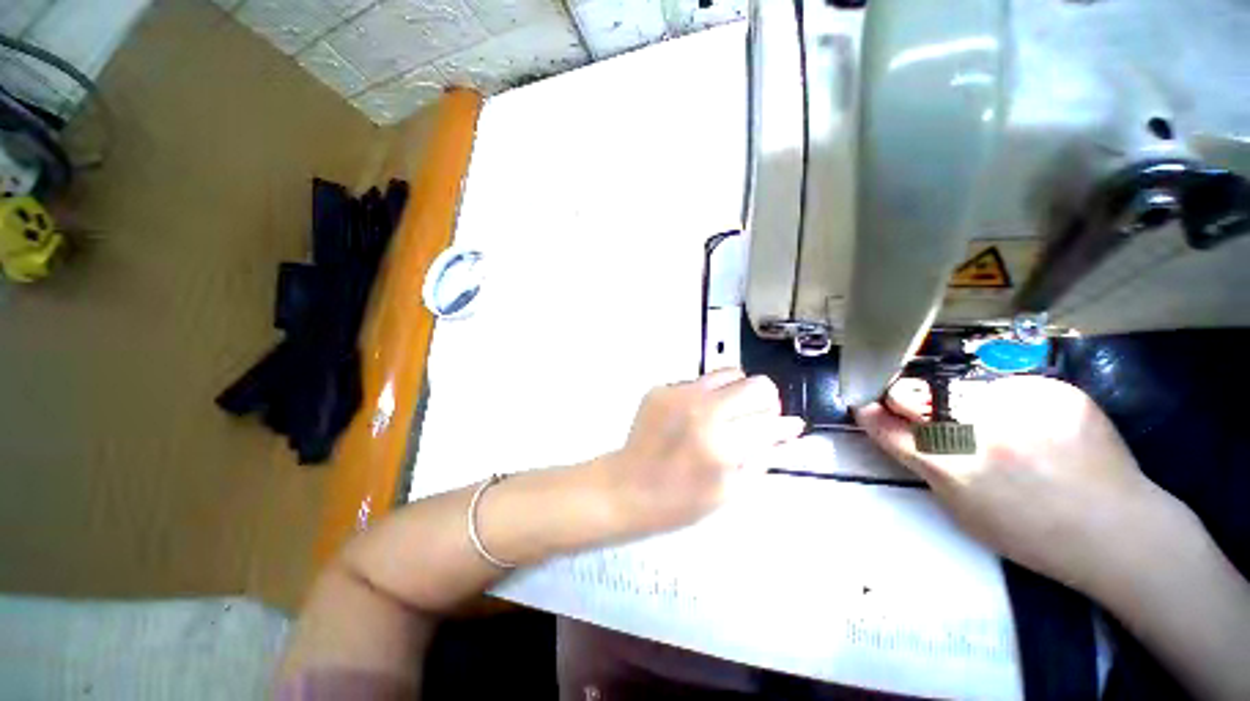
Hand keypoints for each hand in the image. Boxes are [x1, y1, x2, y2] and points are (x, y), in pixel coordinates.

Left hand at [600, 369, 804, 537]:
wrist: (627, 486)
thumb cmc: (680, 500)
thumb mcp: (730, 491)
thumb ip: (763, 457)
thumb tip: (789, 428)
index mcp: (722, 443)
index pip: (770, 419)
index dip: (783, 424)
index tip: (788, 427)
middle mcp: (702, 409)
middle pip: (756, 384)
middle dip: (764, 402)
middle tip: (753, 420)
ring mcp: (678, 394)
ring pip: (729, 373)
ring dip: (737, 391)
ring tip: (727, 413)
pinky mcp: (661, 388)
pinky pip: (698, 381)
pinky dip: (706, 395)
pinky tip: (693, 416)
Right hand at [856, 376, 1169, 591]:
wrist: (1117, 530)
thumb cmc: (1029, 531)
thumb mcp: (960, 507)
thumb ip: (921, 460)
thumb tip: (886, 424)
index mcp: (949, 464)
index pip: (887, 423)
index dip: (875, 412)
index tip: (870, 405)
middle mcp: (976, 429)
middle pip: (917, 394)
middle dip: (911, 400)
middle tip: (929, 413)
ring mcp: (1017, 406)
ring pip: (961, 387)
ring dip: (963, 402)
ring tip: (998, 429)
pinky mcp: (1051, 390)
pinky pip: (1009, 386)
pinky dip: (1008, 401)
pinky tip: (1033, 426)